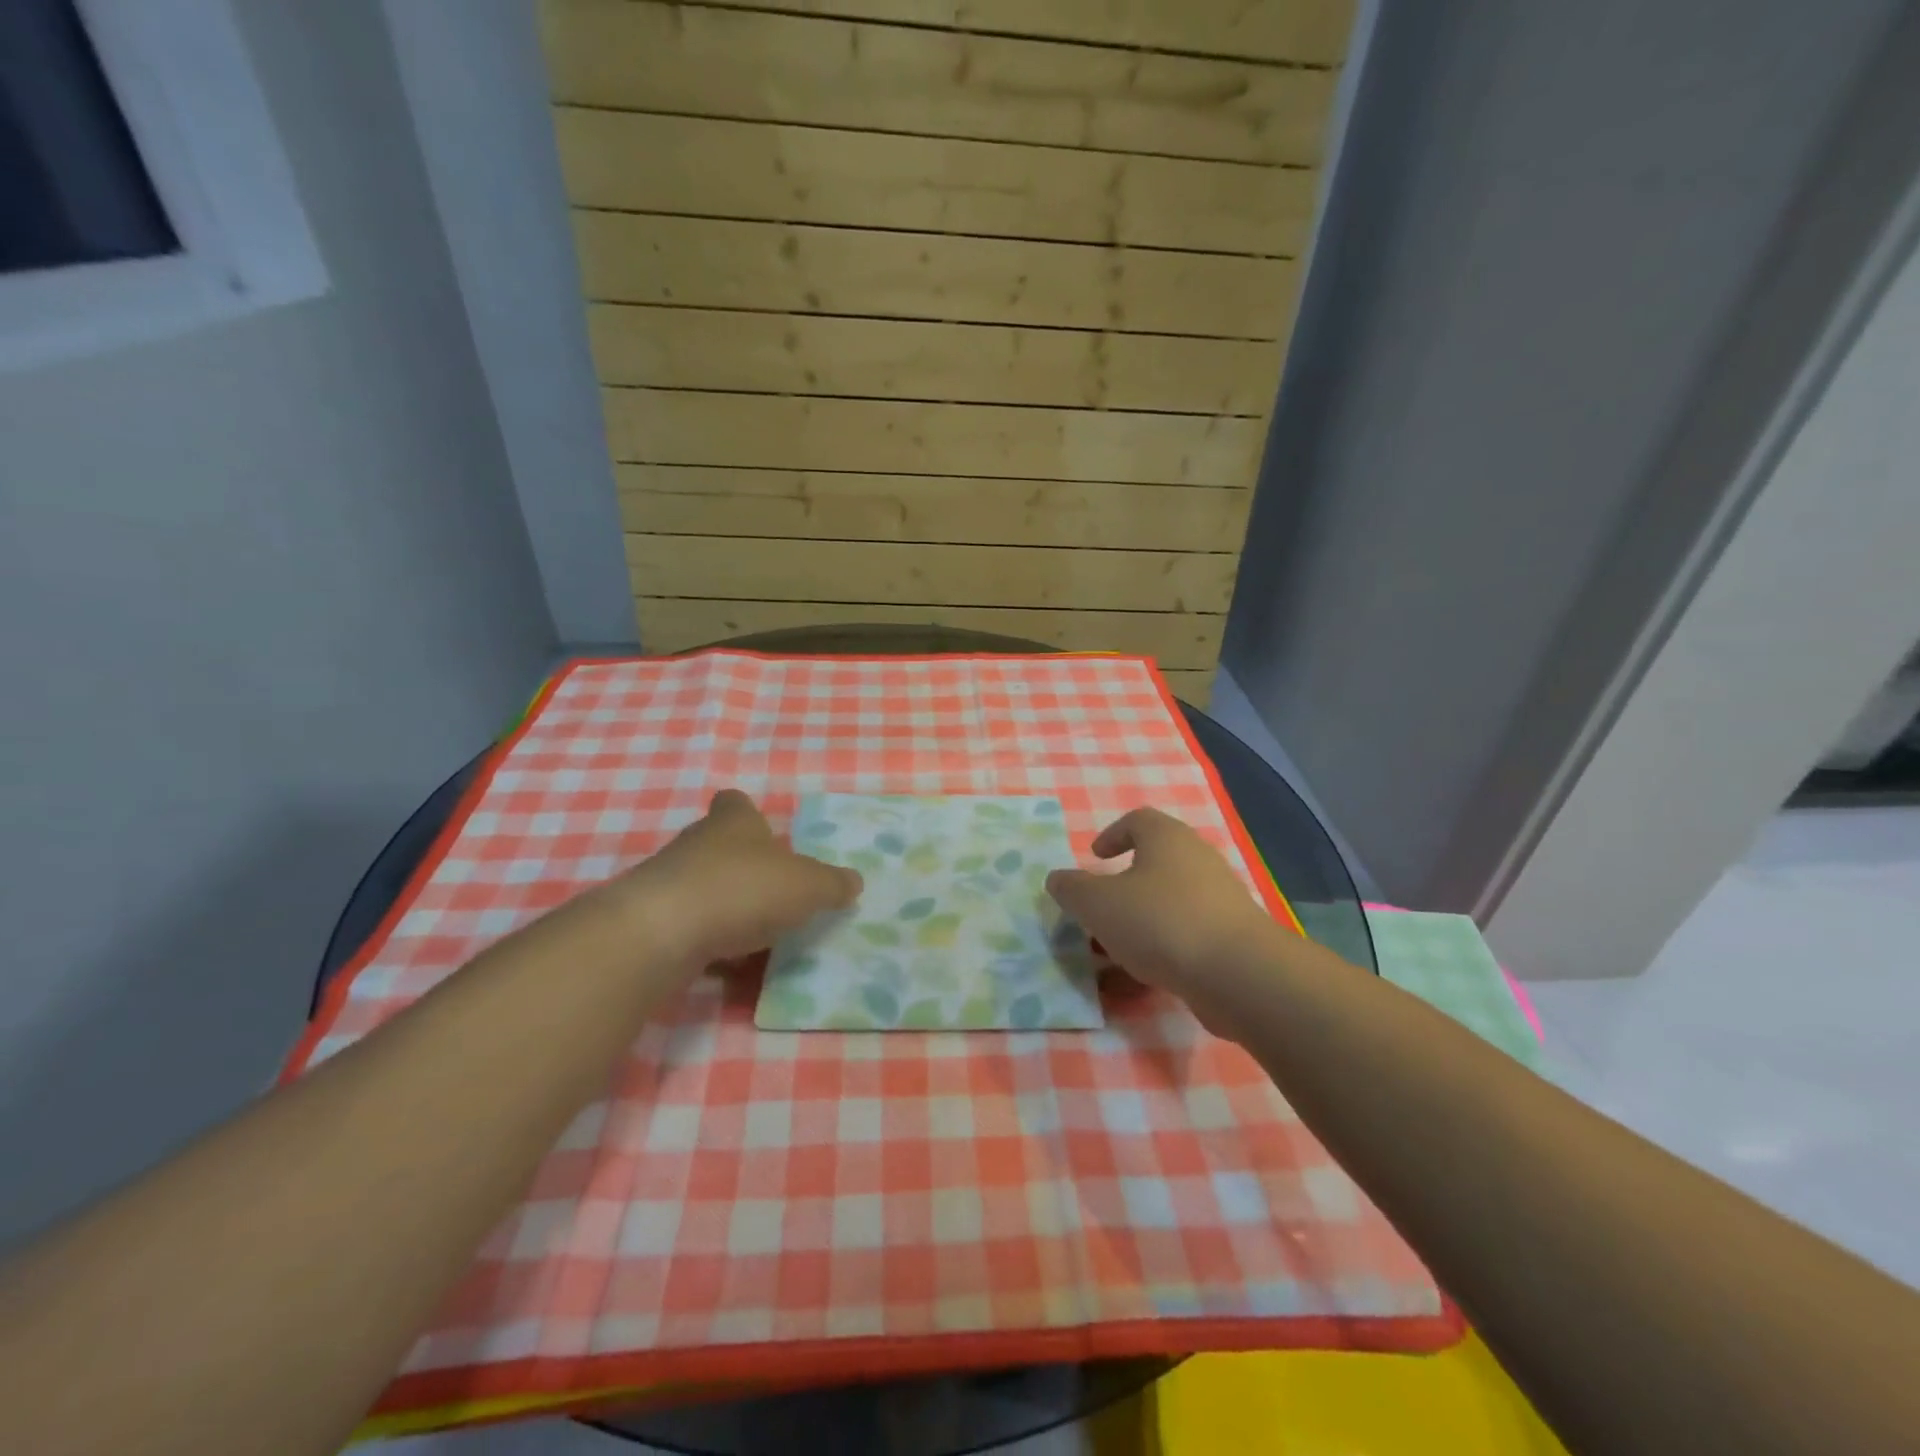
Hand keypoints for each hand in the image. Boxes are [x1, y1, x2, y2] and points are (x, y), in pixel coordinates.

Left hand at [620, 789, 861, 966]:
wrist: (661, 932)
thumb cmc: (742, 889)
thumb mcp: (807, 886)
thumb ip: (832, 884)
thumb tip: (854, 882)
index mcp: (733, 822)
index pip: (736, 803)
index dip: (750, 814)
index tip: (766, 834)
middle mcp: (697, 843)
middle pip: (720, 846)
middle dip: (745, 867)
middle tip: (775, 893)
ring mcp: (669, 881)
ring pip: (704, 888)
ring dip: (726, 907)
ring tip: (758, 936)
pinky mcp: (652, 920)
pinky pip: (689, 927)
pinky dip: (708, 943)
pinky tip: (729, 967)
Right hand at [1046, 808, 1279, 1026]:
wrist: (1238, 974)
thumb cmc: (1160, 921)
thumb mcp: (1098, 904)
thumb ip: (1072, 889)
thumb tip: (1058, 879)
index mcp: (1166, 838)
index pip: (1138, 820)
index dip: (1112, 835)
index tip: (1094, 857)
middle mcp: (1196, 860)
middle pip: (1153, 864)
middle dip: (1121, 888)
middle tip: (1097, 910)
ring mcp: (1218, 900)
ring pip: (1166, 905)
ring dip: (1137, 924)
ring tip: (1109, 954)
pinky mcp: (1230, 938)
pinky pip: (1184, 937)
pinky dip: (1159, 952)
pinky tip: (1137, 981)